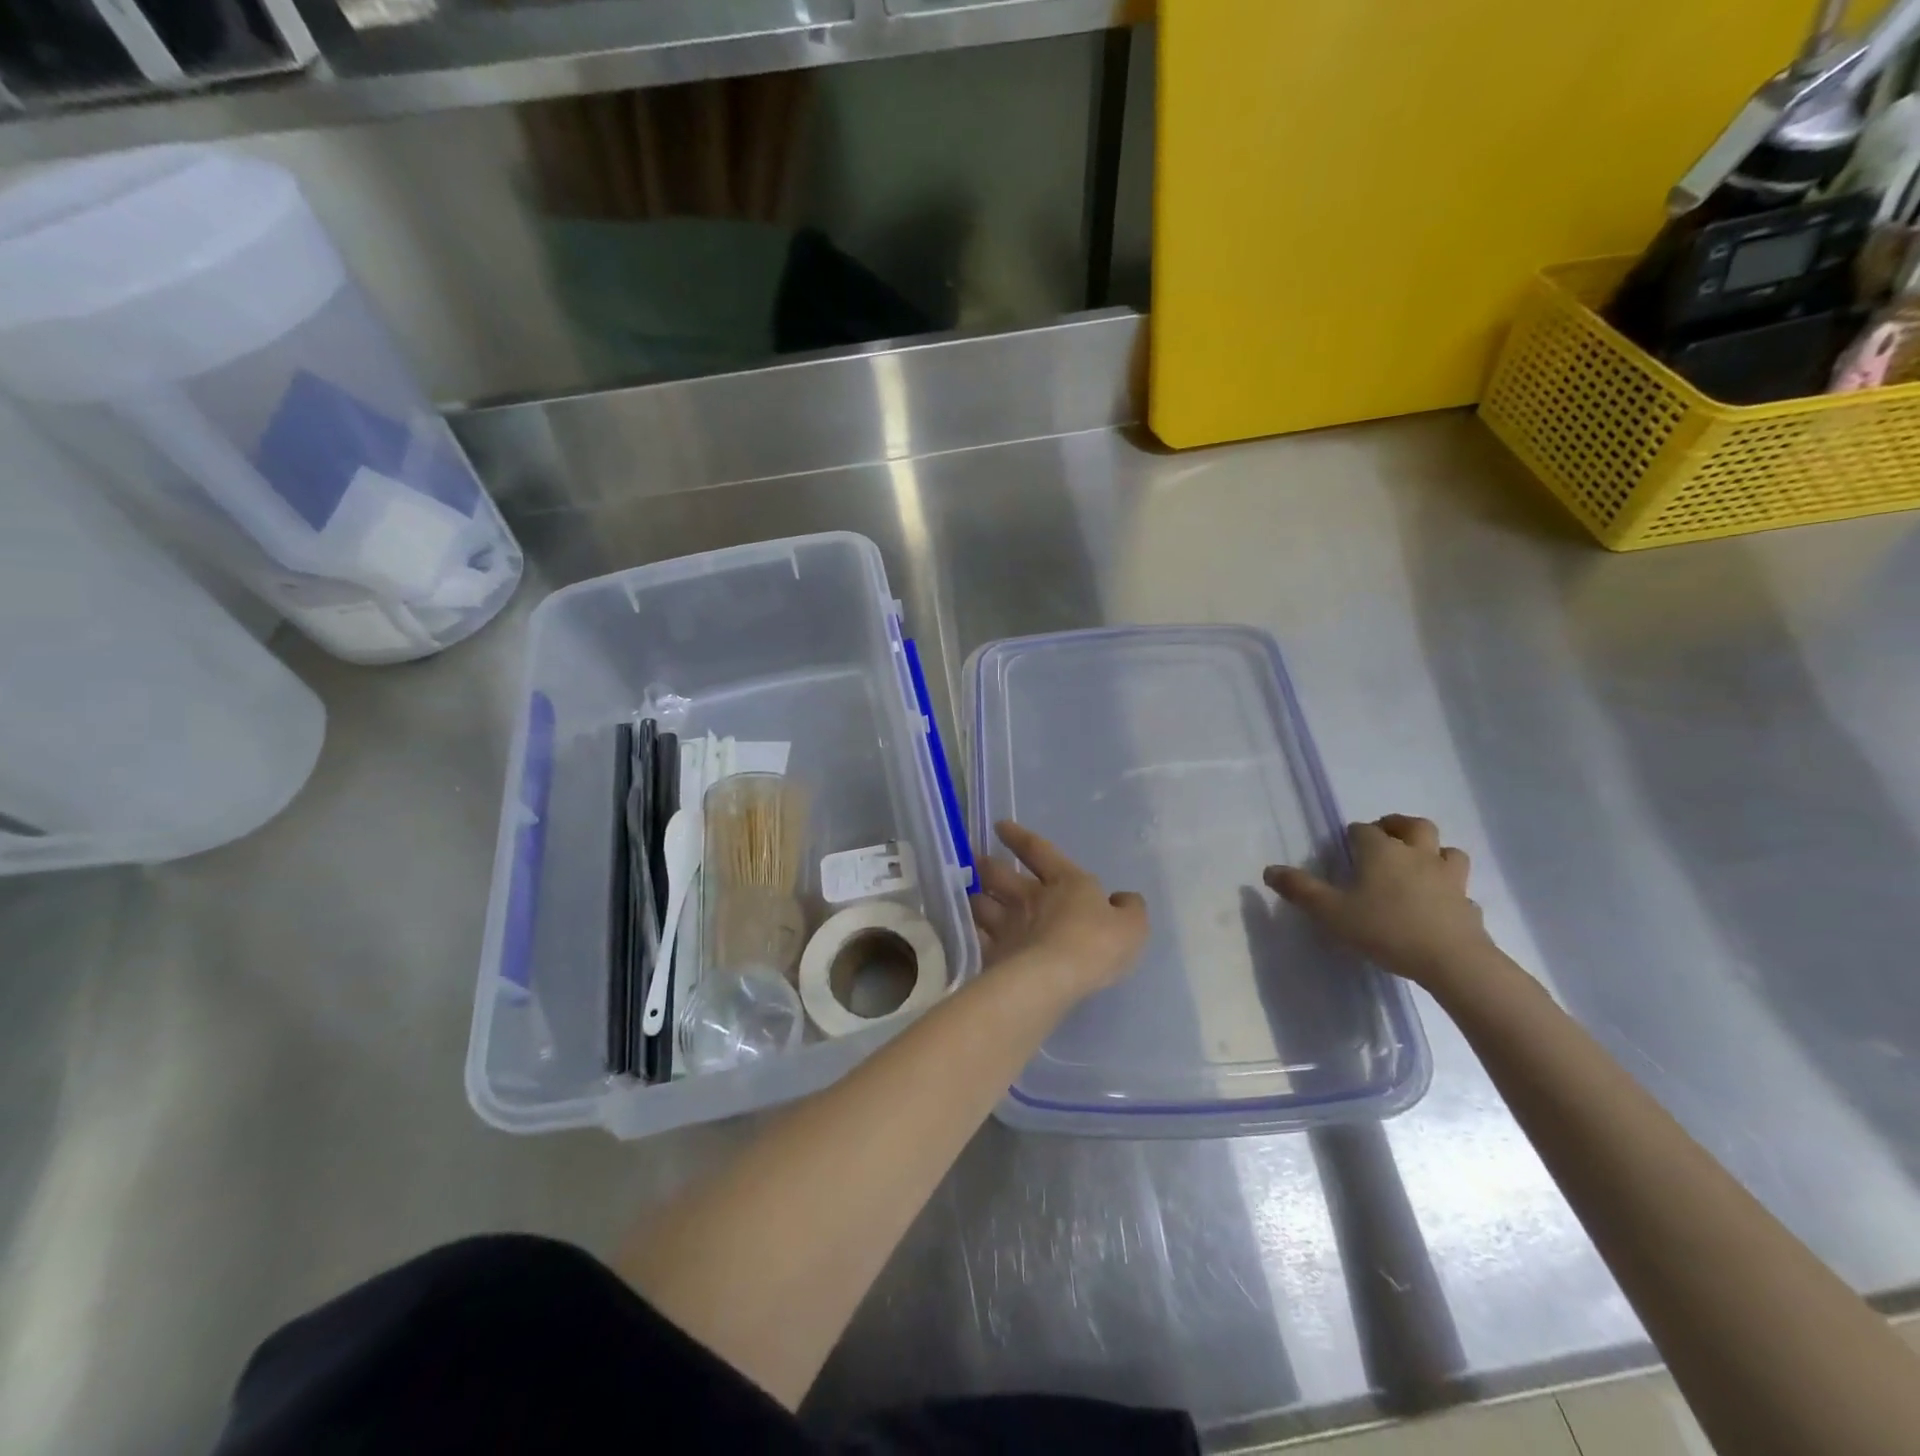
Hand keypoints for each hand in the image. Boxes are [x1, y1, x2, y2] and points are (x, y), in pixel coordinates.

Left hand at [972, 820, 1148, 998]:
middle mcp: (1029, 898)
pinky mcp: (994, 954)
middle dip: (987, 866)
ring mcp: (1006, 925)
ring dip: (976, 898)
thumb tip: (1124, 898)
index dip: (1019, 837)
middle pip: (999, 875)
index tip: (1000, 825)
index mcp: (1064, 882)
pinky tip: (971, 935)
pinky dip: (974, 934)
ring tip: (971, 897)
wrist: (1053, 977)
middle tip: (976, 860)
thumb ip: (1129, 910)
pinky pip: (978, 939)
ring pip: (982, 904)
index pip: (1038, 851)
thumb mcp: (1131, 926)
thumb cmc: (1096, 944)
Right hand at [1265, 814, 1493, 988]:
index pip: (1364, 829)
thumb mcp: (1330, 911)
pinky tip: (1439, 901)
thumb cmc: (1385, 929)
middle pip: (1413, 825)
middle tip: (1385, 836)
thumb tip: (1270, 870)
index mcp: (1381, 851)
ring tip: (1418, 863)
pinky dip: (1448, 887)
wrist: (1451, 960)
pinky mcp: (1468, 903)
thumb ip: (1300, 890)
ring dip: (1432, 850)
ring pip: (1446, 850)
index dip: (1353, 835)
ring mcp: (1448, 877)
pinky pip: (1459, 886)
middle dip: (1397, 826)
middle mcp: (1417, 854)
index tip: (1344, 848)